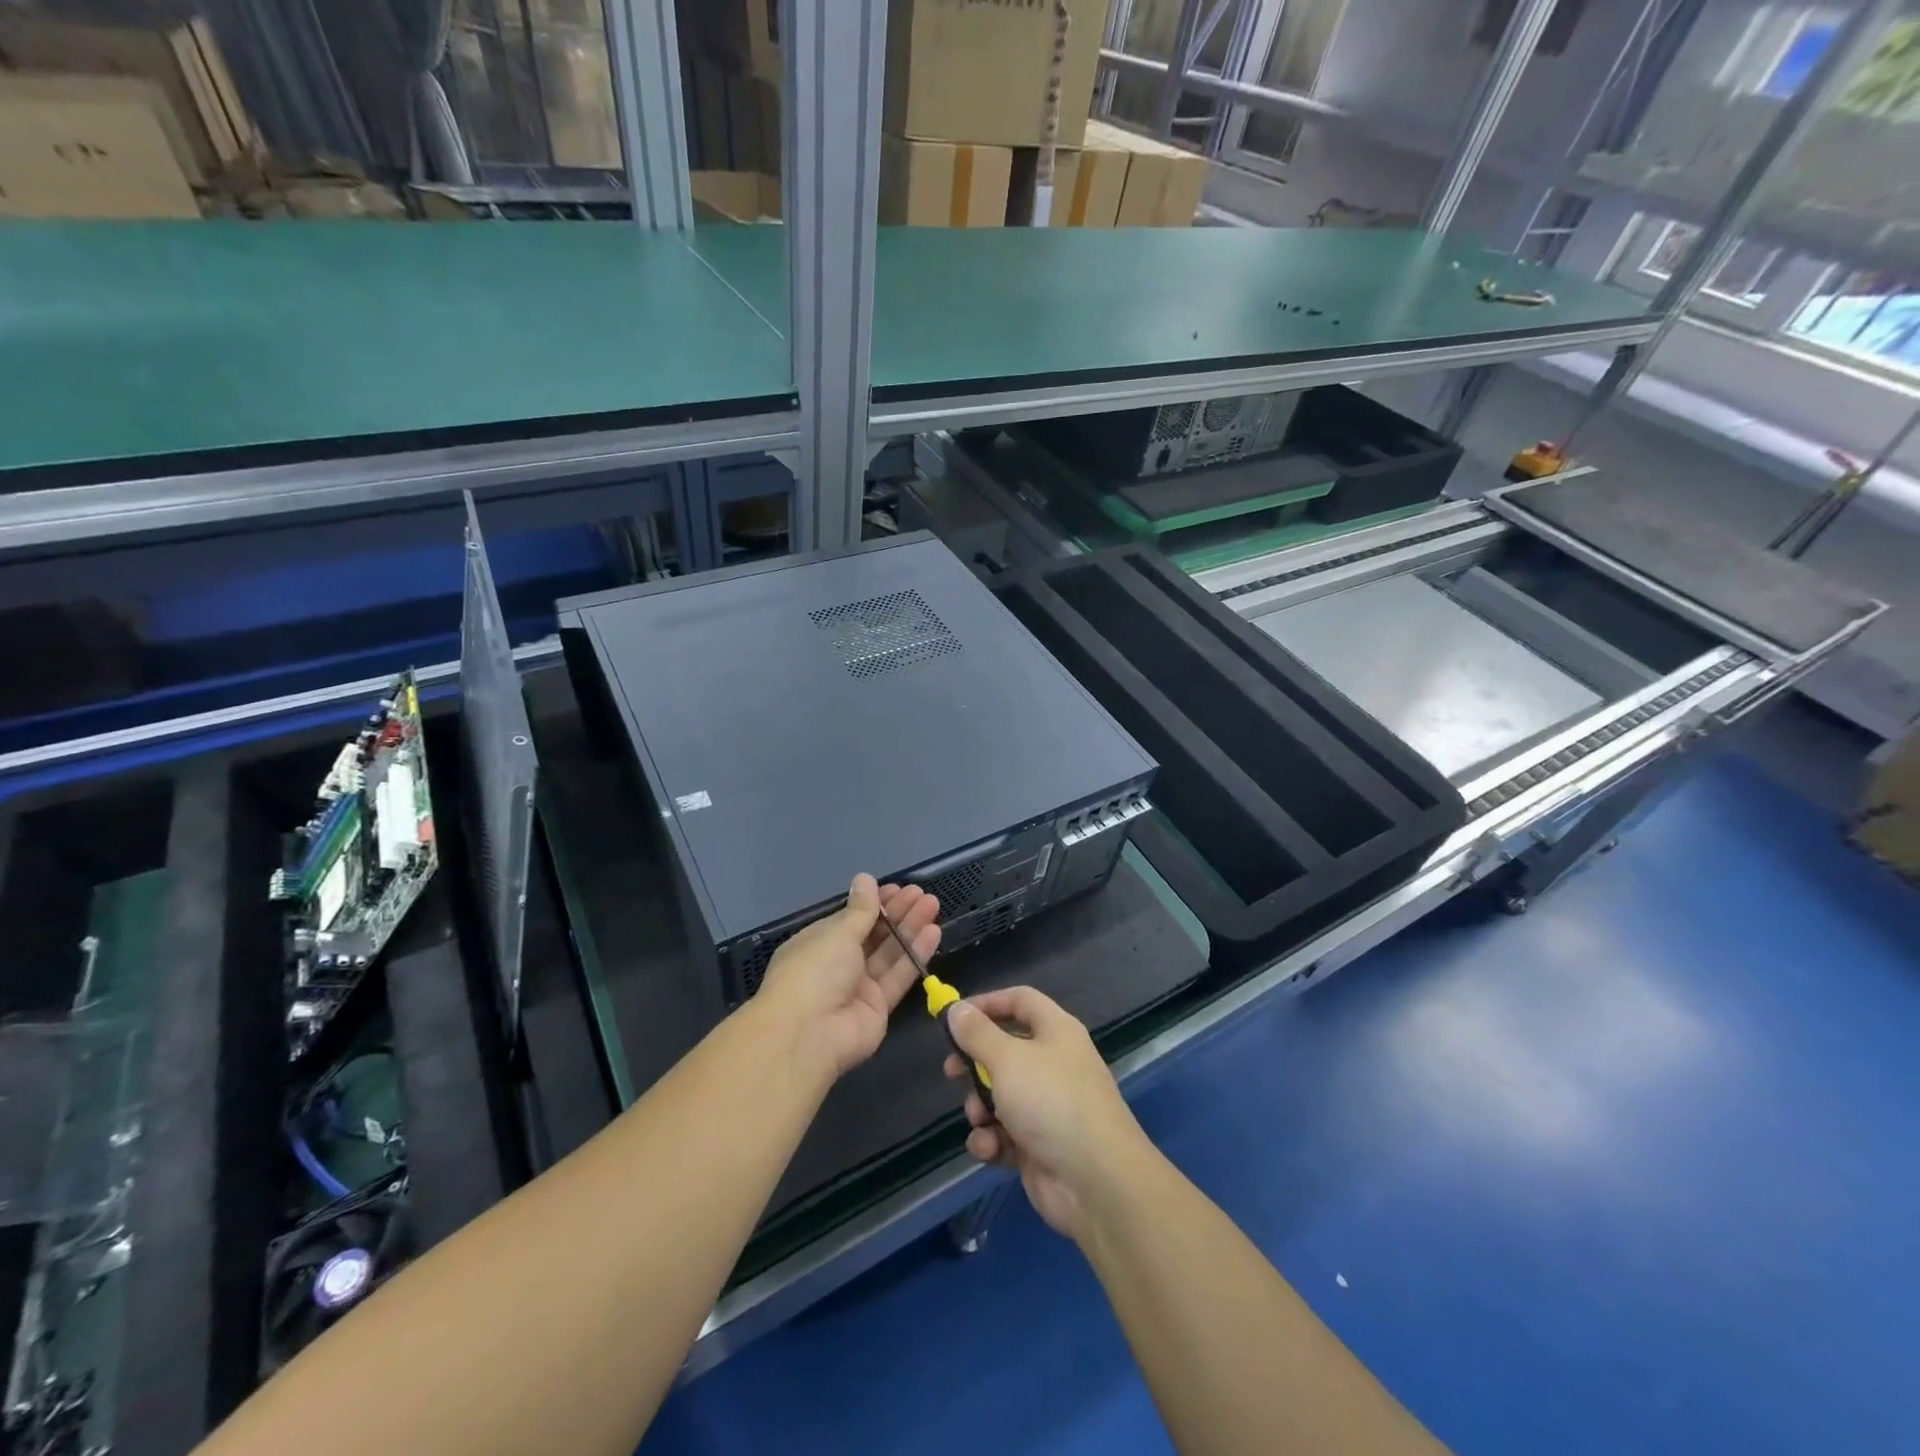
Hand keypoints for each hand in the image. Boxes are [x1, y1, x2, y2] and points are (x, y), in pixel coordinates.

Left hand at [755, 874, 940, 1084]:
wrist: (807, 1036)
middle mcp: (838, 964)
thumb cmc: (814, 972)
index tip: (898, 888)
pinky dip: (915, 955)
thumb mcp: (837, 933)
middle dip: (897, 913)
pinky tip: (933, 933)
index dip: (875, 903)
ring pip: (889, 954)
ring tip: (933, 905)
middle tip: (922, 894)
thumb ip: (860, 909)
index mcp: (818, 943)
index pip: (851, 919)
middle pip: (873, 935)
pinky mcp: (878, 1008)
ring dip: (910, 929)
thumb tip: (865, 878)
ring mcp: (858, 988)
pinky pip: (898, 977)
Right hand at [943, 986, 1155, 1244]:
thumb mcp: (1007, 1059)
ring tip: (980, 1119)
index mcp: (1056, 1031)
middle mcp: (1054, 1063)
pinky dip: (993, 1140)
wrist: (1095, 1180)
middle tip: (951, 1072)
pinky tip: (990, 1149)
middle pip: (1006, 1050)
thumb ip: (977, 1033)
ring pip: (1001, 1095)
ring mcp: (1048, 1106)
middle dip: (975, 1063)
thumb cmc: (1051, 1102)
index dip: (987, 1003)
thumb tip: (955, 1008)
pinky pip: (1006, 1133)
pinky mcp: (1040, 1145)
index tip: (954, 1017)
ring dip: (980, 1107)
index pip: (1020, 1000)